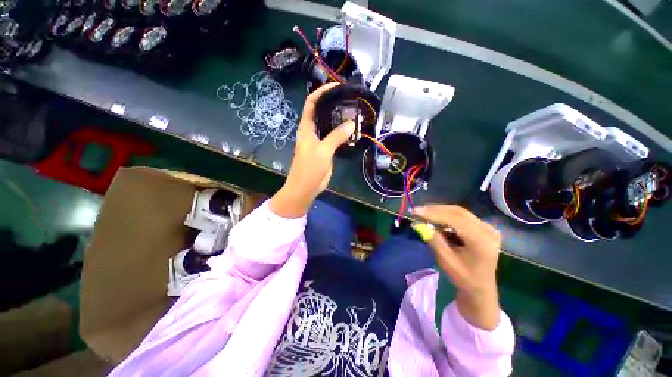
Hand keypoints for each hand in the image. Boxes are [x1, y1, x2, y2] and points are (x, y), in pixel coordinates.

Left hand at [270, 83, 354, 217]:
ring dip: (340, 119)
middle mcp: (312, 131)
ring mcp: (319, 140)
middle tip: (350, 99)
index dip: (322, 92)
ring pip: (330, 125)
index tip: (337, 86)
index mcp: (306, 127)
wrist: (305, 187)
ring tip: (354, 113)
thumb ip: (336, 136)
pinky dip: (343, 132)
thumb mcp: (323, 151)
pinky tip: (353, 131)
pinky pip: (335, 137)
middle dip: (334, 103)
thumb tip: (351, 123)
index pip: (311, 103)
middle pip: (322, 111)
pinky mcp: (326, 149)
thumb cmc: (309, 168)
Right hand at [413, 205, 501, 330]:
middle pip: (458, 212)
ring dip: (439, 211)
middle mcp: (488, 230)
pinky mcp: (483, 227)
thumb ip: (433, 240)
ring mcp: (487, 227)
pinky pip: (461, 216)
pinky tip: (435, 219)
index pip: (455, 219)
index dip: (433, 213)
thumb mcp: (446, 261)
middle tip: (417, 210)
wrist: (481, 288)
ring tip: (423, 213)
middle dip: (435, 210)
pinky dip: (446, 216)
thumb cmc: (463, 278)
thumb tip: (418, 224)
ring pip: (459, 212)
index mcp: (481, 241)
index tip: (415, 211)